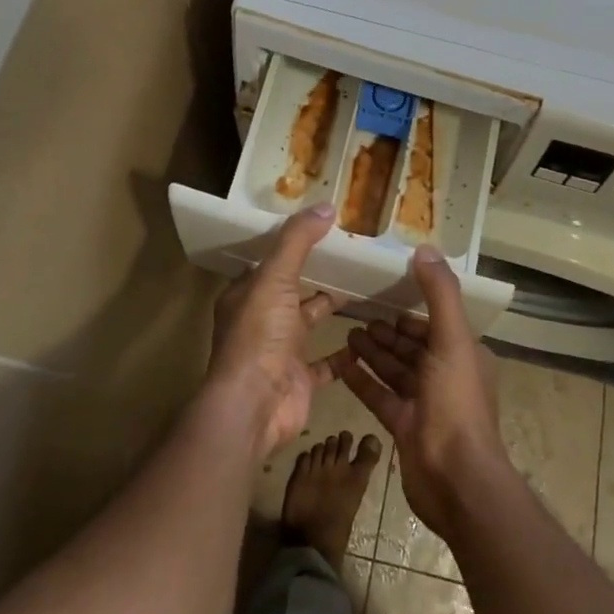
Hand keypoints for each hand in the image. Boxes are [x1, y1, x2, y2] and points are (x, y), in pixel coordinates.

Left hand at [206, 204, 339, 460]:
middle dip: (316, 276)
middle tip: (351, 256)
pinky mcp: (300, 379)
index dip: (290, 246)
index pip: (267, 263)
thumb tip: (326, 206)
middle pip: (291, 291)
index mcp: (246, 295)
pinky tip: (367, 337)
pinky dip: (344, 353)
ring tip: (364, 288)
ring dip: (331, 308)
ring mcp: (280, 352)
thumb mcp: (275, 277)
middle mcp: (260, 321)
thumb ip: (298, 241)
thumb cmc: (259, 335)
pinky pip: (327, 362)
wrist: (254, 407)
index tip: (320, 229)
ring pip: (309, 322)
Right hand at [336, 245, 509, 537]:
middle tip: (358, 311)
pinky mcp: (404, 427)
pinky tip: (342, 362)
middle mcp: (446, 376)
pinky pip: (380, 395)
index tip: (385, 290)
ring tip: (348, 331)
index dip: (411, 309)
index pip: (435, 323)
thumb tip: (426, 248)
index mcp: (463, 354)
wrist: (455, 480)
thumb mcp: (452, 340)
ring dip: (374, 351)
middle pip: (413, 346)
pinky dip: (363, 379)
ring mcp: (425, 404)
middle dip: (388, 330)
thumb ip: (440, 294)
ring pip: (395, 369)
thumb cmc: (456, 403)